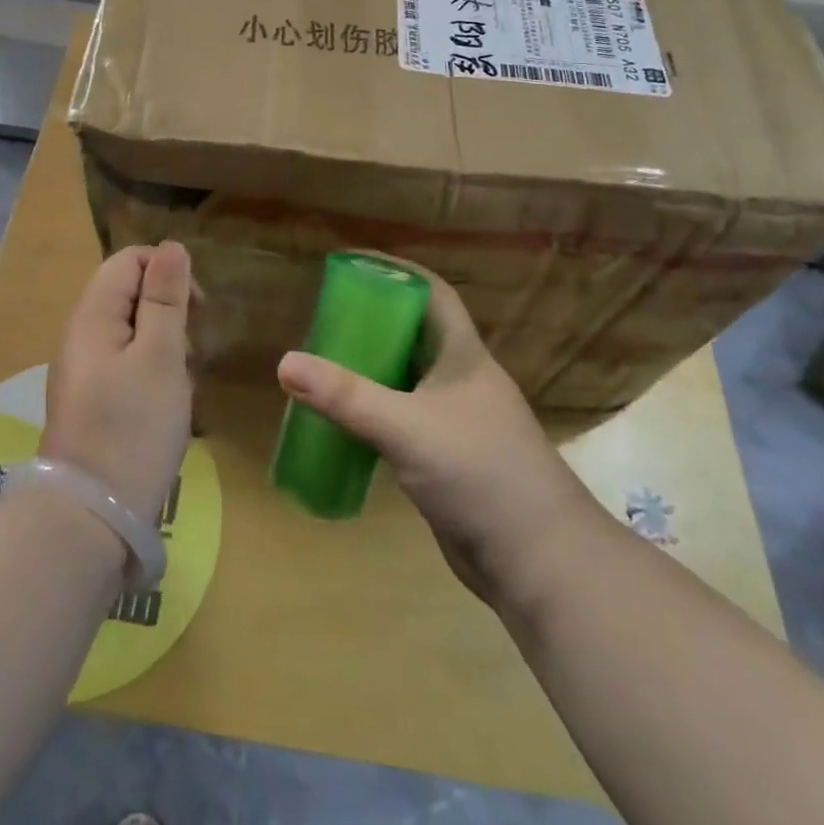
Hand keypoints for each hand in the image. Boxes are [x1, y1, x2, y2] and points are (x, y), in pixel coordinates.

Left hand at [41, 242, 194, 527]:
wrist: (91, 518)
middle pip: (129, 294)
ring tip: (183, 381)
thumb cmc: (132, 428)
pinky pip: (126, 365)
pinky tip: (168, 404)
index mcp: (92, 316)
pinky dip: (153, 372)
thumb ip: (165, 298)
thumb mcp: (160, 355)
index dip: (167, 272)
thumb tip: (172, 247)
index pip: (129, 261)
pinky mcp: (92, 402)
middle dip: (169, 311)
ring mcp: (84, 371)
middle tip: (192, 351)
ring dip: (165, 345)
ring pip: (132, 332)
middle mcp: (81, 336)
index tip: (198, 310)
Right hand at [276, 258, 593, 605]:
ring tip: (324, 362)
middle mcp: (461, 380)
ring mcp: (456, 421)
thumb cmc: (480, 473)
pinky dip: (374, 413)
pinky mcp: (447, 458)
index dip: (397, 271)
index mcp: (463, 355)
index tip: (353, 262)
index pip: (432, 294)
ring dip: (370, 370)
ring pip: (406, 379)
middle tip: (324, 317)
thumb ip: (346, 396)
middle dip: (372, 321)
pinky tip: (343, 421)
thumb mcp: (406, 427)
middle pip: (413, 334)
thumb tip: (284, 363)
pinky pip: (402, 419)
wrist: (538, 561)